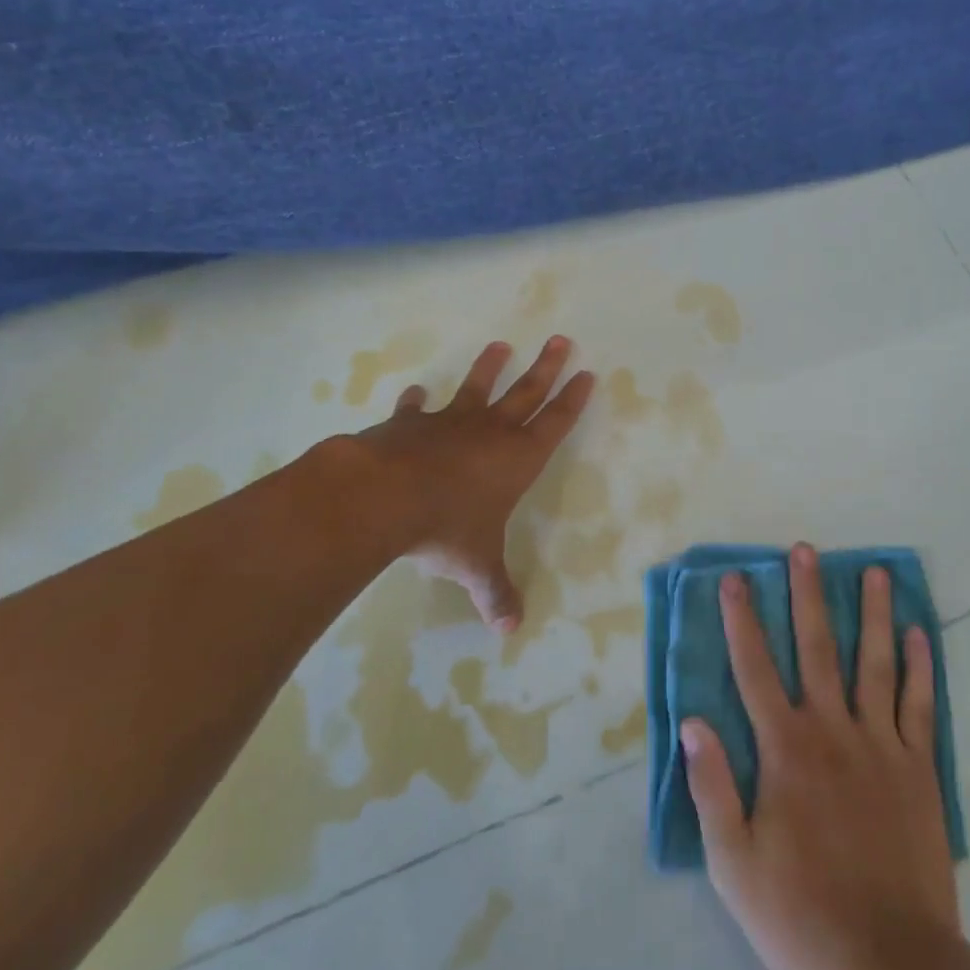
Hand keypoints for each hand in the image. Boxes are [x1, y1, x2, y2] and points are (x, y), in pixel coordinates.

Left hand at [347, 336, 593, 629]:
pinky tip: (417, 392)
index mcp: (517, 458)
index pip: (555, 423)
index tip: (586, 373)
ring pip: (476, 387)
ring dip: (489, 367)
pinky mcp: (411, 424)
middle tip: (560, 339)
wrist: (384, 496)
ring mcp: (449, 423)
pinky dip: (417, 401)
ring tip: (499, 345)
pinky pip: (417, 409)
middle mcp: (490, 432)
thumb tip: (510, 630)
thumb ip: (495, 592)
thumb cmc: (445, 528)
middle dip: (545, 367)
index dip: (572, 399)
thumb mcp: (476, 565)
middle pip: (526, 392)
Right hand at [683, 542, 958, 969]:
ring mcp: (881, 745)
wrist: (888, 963)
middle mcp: (833, 730)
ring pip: (876, 664)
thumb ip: (712, 786)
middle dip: (808, 595)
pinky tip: (919, 635)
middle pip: (817, 648)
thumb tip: (693, 721)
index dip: (742, 620)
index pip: (756, 669)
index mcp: (785, 748)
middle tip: (805, 550)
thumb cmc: (800, 911)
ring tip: (876, 572)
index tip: (736, 578)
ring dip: (873, 614)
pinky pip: (920, 707)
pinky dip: (920, 668)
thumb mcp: (733, 862)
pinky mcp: (919, 769)